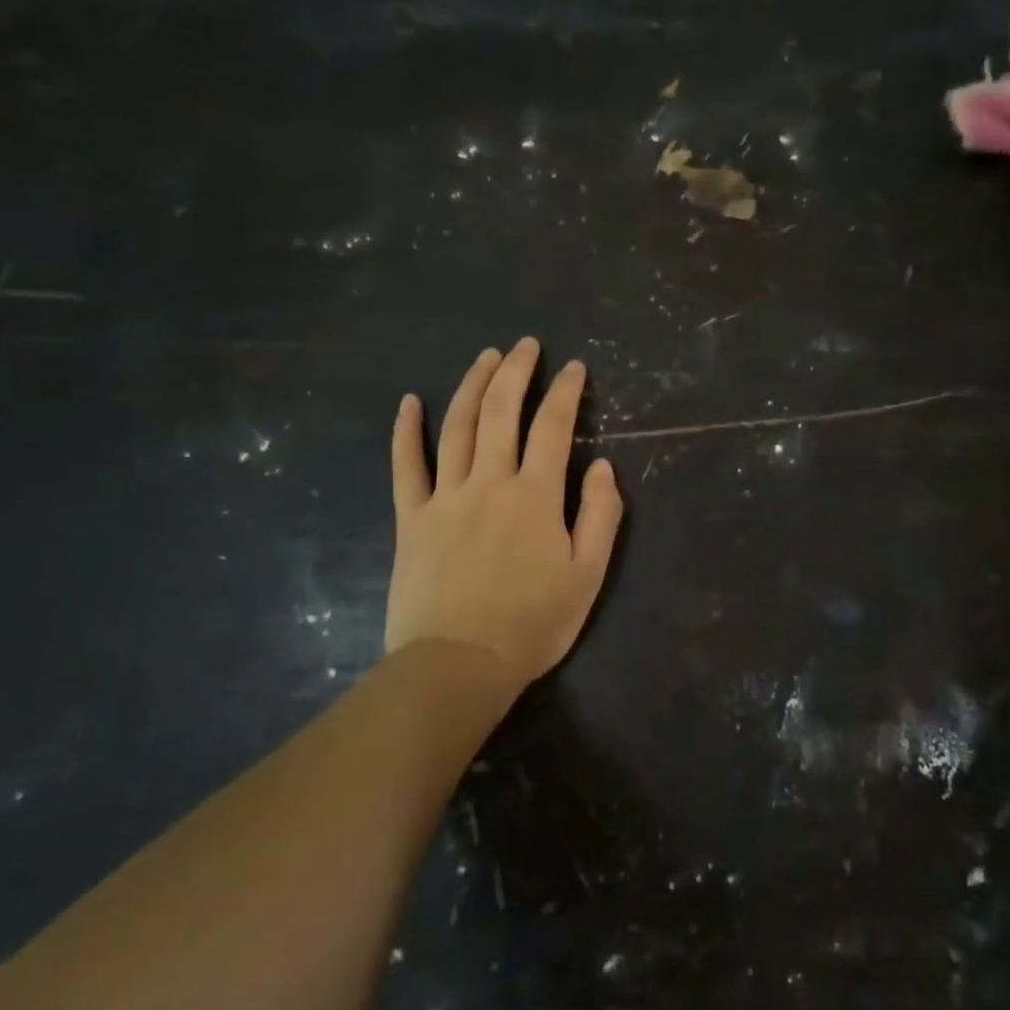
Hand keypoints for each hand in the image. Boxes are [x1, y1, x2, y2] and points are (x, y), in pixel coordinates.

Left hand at [384, 338, 622, 684]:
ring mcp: (445, 497)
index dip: (566, 392)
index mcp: (536, 495)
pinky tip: (409, 402)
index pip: (554, 427)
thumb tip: (603, 467)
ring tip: (484, 357)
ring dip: (471, 386)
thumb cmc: (532, 623)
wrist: (458, 664)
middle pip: (501, 412)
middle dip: (516, 372)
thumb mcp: (588, 575)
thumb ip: (600, 516)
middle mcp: (490, 482)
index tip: (574, 367)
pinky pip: (406, 466)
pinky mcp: (411, 518)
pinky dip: (407, 431)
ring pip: (457, 427)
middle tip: (525, 345)